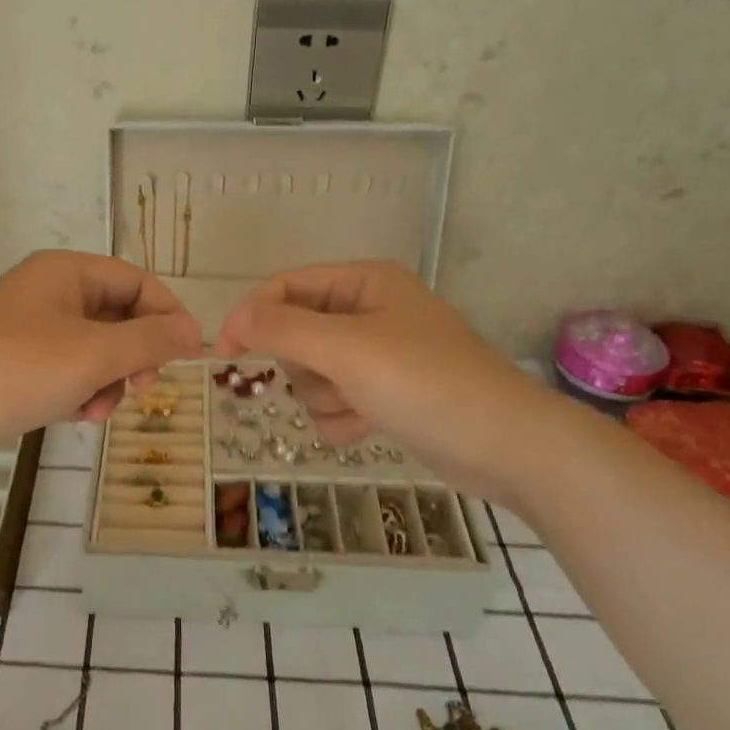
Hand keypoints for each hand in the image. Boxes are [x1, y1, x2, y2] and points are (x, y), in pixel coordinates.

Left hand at [0, 250, 202, 450]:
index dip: (168, 315)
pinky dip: (77, 389)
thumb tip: (196, 332)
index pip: (137, 281)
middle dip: (133, 357)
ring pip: (92, 347)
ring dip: (105, 380)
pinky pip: (64, 366)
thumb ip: (150, 341)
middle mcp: (47, 290)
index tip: (190, 356)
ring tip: (93, 412)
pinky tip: (71, 415)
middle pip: (116, 316)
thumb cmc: (18, 370)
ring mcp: (26, 325)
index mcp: (66, 272)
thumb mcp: (94, 355)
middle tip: (140, 389)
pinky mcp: (12, 357)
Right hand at [217, 261, 558, 497]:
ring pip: (311, 374)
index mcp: (363, 283)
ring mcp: (377, 354)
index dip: (251, 315)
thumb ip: (282, 328)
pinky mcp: (385, 393)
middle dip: (305, 366)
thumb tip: (233, 317)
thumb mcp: (345, 348)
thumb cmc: (424, 383)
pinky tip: (371, 425)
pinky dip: (342, 418)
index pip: (284, 286)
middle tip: (332, 380)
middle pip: (295, 334)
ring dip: (325, 398)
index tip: (223, 354)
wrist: (506, 446)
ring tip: (361, 407)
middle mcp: (368, 311)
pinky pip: (333, 402)